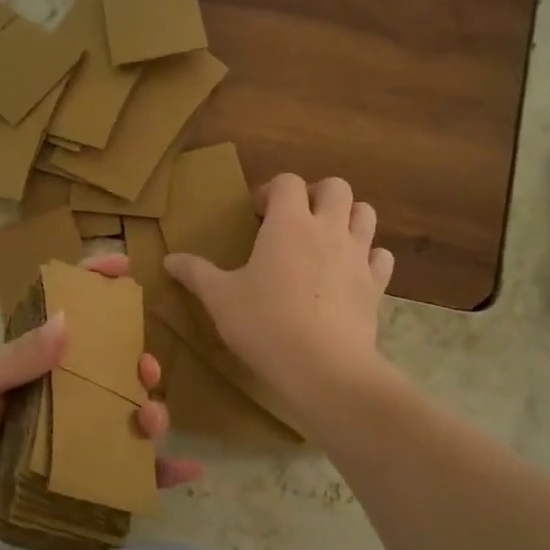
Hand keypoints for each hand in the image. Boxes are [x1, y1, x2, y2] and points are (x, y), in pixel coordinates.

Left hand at [0, 256, 199, 549]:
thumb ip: (17, 357)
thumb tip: (68, 321)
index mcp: (31, 362)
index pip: (66, 314)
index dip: (94, 285)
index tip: (124, 266)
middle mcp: (57, 393)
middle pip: (109, 367)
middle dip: (136, 360)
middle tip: (145, 368)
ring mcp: (70, 435)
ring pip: (124, 414)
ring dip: (150, 411)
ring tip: (152, 420)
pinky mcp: (78, 475)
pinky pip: (127, 471)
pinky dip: (159, 470)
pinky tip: (186, 468)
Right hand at [164, 174, 392, 401]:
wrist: (324, 367)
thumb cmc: (265, 324)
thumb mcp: (220, 299)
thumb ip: (196, 274)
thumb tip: (169, 259)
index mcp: (288, 224)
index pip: (287, 182)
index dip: (271, 191)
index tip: (256, 215)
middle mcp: (328, 229)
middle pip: (336, 187)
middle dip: (316, 195)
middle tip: (295, 220)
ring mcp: (358, 256)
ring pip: (366, 213)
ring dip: (347, 217)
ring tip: (325, 239)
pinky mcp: (376, 285)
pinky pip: (381, 256)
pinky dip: (368, 257)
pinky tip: (351, 272)